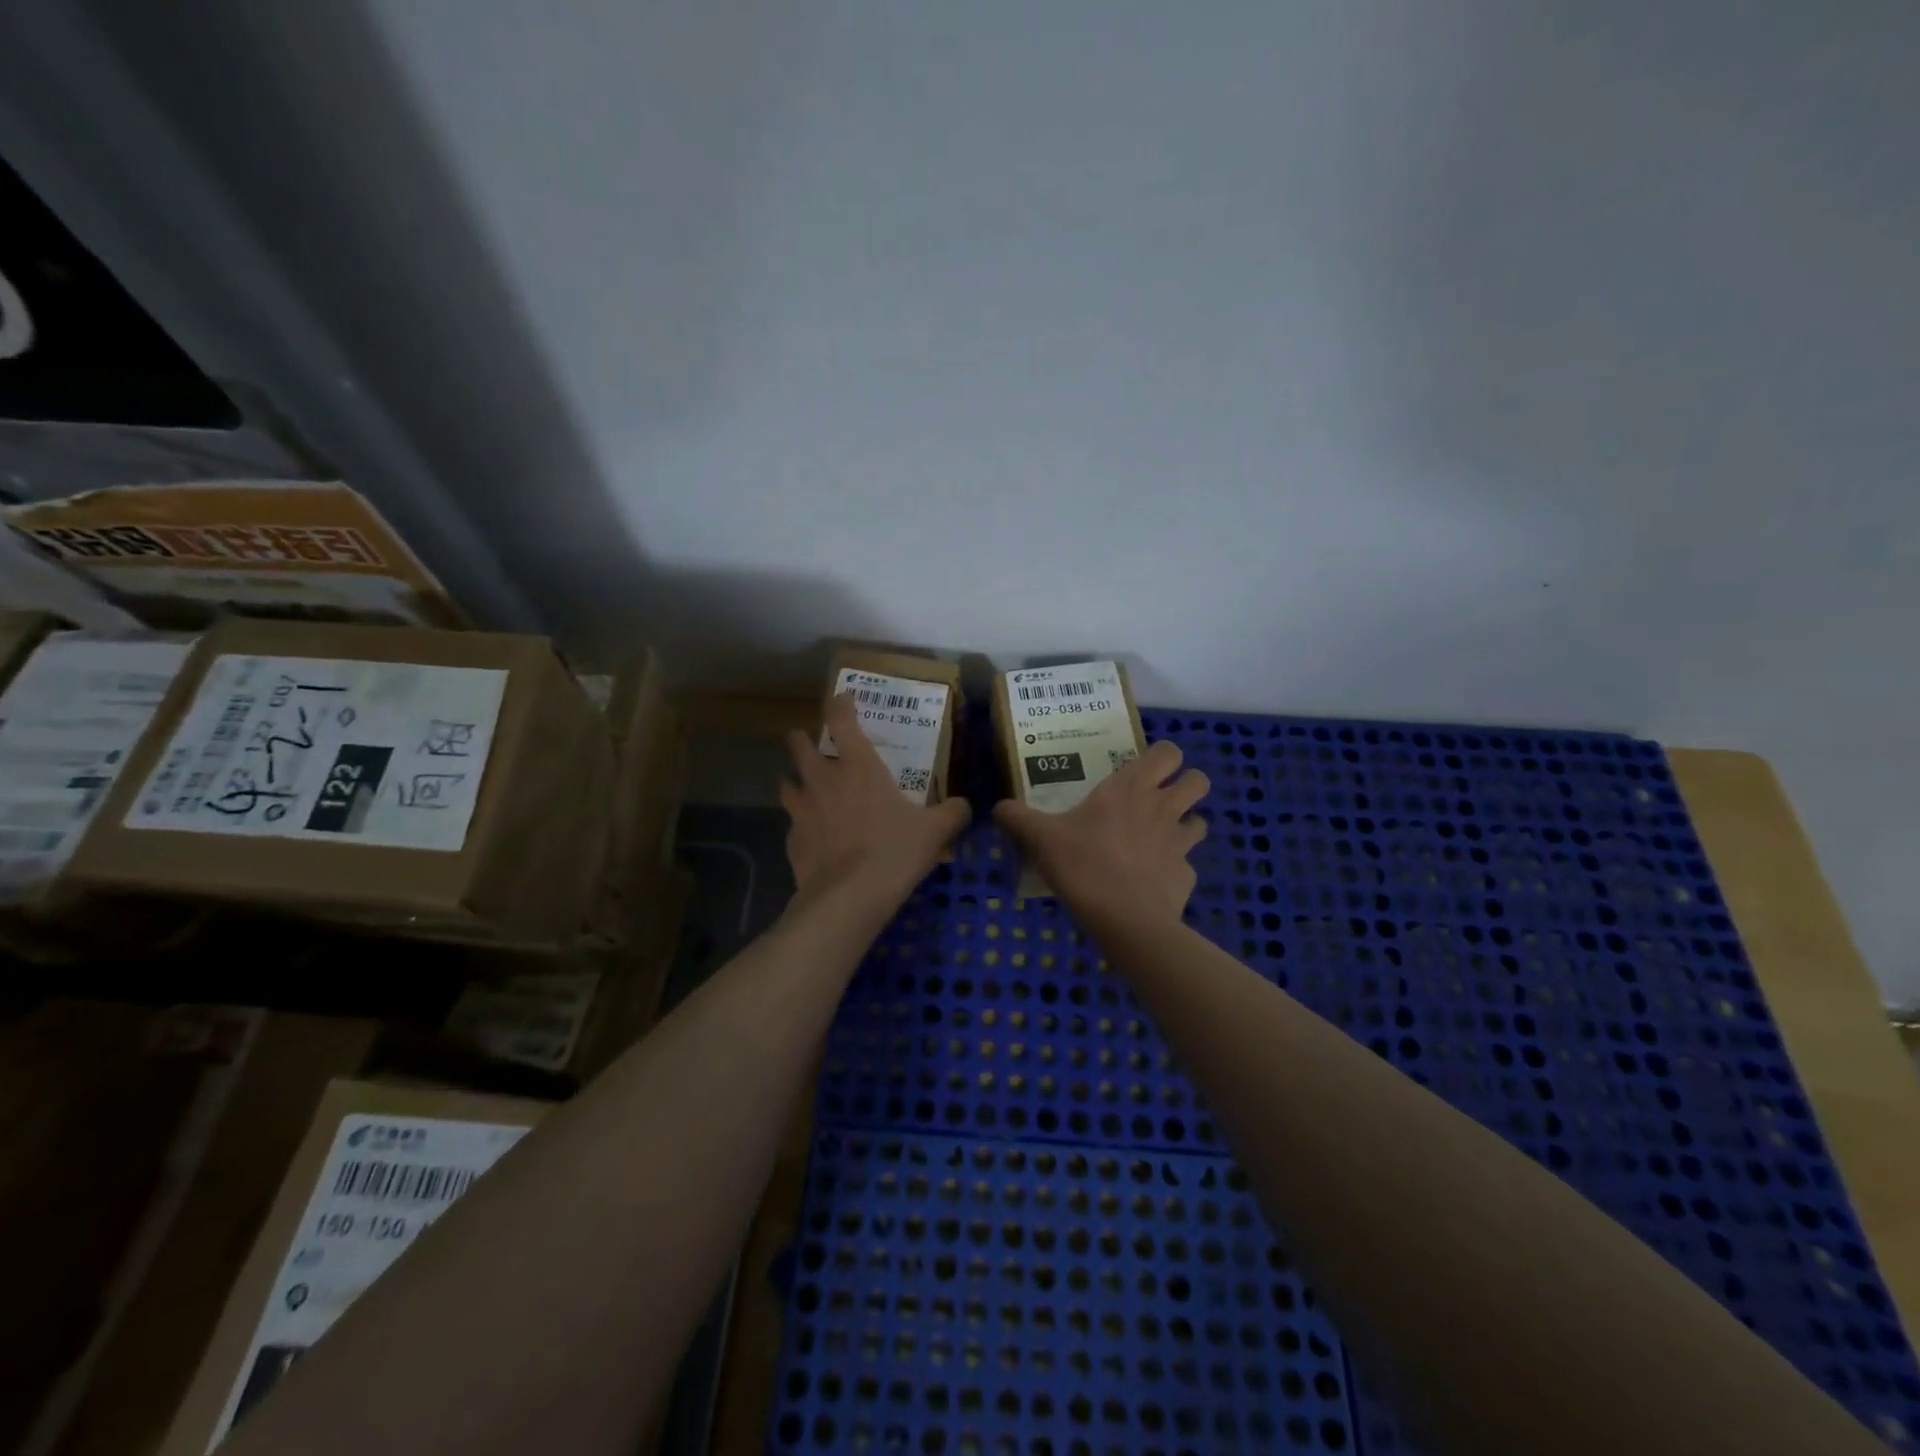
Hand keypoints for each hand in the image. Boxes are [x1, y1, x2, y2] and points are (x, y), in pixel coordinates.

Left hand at [782, 692, 971, 900]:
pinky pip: (792, 825)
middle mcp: (824, 780)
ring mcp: (802, 810)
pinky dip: (800, 825)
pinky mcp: (792, 841)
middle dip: (802, 740)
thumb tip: (965, 806)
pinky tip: (811, 836)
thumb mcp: (935, 831)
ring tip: (802, 786)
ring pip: (787, 784)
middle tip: (808, 741)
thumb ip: (952, 813)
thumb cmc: (894, 851)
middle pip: (800, 747)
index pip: (842, 720)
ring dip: (793, 781)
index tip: (842, 698)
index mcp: (859, 767)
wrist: (849, 897)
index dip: (840, 704)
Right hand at [994, 740, 1207, 932]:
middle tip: (1160, 797)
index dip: (1163, 756)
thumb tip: (998, 808)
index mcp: (1131, 788)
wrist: (1126, 921)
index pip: (1168, 752)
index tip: (1143, 769)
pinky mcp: (1186, 876)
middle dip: (1187, 783)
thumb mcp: (1040, 839)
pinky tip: (1152, 880)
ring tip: (1160, 837)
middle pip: (1198, 780)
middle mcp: (1162, 808)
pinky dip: (1174, 869)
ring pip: (1201, 820)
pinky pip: (1187, 865)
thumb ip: (1017, 819)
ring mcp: (1180, 843)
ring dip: (1186, 823)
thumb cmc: (1084, 866)